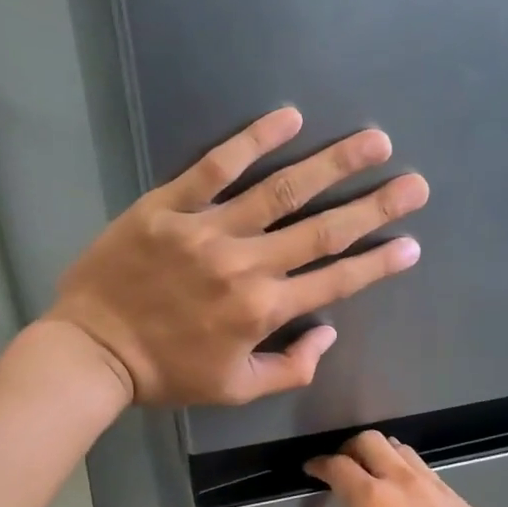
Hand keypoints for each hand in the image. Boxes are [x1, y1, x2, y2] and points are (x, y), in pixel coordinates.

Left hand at [47, 108, 427, 405]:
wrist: (93, 350)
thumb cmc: (168, 374)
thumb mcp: (236, 389)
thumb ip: (290, 367)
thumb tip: (328, 332)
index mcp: (264, 310)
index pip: (335, 281)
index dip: (378, 263)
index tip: (411, 243)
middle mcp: (246, 264)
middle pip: (322, 229)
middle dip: (375, 205)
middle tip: (414, 183)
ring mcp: (207, 229)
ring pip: (281, 190)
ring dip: (332, 164)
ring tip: (373, 141)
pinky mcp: (169, 205)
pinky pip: (215, 167)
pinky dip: (251, 140)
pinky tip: (287, 117)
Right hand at [305, 431, 507, 506]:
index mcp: (373, 500)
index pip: (340, 466)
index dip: (321, 464)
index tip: (312, 470)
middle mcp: (405, 483)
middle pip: (373, 443)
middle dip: (351, 448)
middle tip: (342, 468)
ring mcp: (438, 489)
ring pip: (405, 452)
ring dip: (384, 455)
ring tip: (376, 477)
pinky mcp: (462, 502)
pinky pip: (429, 473)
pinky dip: (410, 474)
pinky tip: (410, 500)